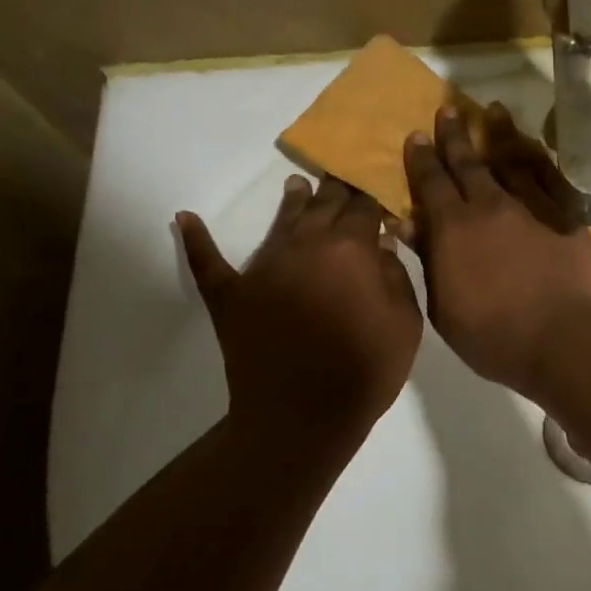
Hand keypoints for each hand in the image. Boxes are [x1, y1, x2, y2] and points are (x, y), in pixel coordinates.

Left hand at [177, 176, 420, 432]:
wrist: (303, 415)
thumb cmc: (366, 370)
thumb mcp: (405, 324)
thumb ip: (396, 275)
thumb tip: (383, 241)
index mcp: (350, 250)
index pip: (364, 208)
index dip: (372, 195)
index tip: (376, 184)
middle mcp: (305, 246)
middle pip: (323, 206)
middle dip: (336, 190)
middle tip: (341, 175)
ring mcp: (263, 267)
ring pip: (279, 223)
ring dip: (290, 202)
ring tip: (295, 184)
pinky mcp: (230, 294)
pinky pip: (208, 261)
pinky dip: (196, 240)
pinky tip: (185, 219)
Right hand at [404, 102, 590, 394]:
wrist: (564, 339)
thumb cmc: (494, 336)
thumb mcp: (444, 309)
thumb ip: (428, 261)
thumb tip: (407, 224)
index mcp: (453, 228)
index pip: (431, 183)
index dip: (421, 159)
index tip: (415, 136)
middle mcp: (490, 206)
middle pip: (468, 163)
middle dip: (454, 137)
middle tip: (446, 111)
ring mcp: (532, 208)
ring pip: (511, 160)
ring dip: (498, 135)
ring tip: (492, 112)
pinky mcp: (566, 216)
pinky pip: (549, 177)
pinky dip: (537, 159)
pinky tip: (533, 149)